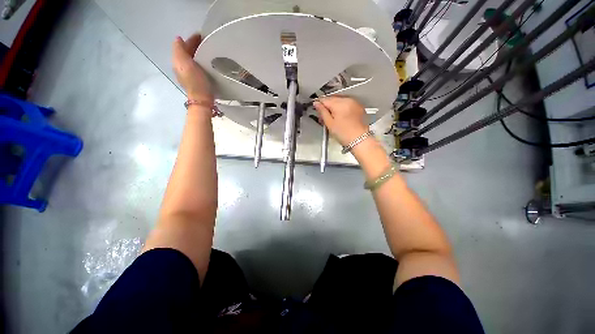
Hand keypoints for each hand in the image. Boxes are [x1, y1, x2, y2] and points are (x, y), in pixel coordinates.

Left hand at [172, 34, 213, 104]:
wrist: (202, 100)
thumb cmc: (196, 82)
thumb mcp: (185, 64)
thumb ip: (180, 50)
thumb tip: (178, 39)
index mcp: (178, 61)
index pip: (183, 45)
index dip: (192, 39)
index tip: (203, 35)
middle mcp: (182, 66)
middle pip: (188, 52)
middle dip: (196, 46)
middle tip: (208, 42)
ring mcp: (190, 74)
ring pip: (194, 59)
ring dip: (200, 54)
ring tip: (210, 51)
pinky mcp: (198, 80)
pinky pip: (199, 66)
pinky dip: (203, 62)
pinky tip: (209, 63)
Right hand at [314, 96, 369, 146]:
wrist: (360, 140)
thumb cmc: (345, 134)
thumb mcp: (329, 123)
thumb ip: (322, 112)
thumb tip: (317, 104)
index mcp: (339, 103)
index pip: (325, 99)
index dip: (319, 104)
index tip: (317, 110)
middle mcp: (348, 100)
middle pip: (332, 99)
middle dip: (327, 106)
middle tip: (323, 118)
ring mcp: (354, 103)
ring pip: (340, 101)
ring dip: (334, 107)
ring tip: (332, 119)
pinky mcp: (358, 107)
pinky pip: (347, 104)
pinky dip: (342, 109)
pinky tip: (341, 118)